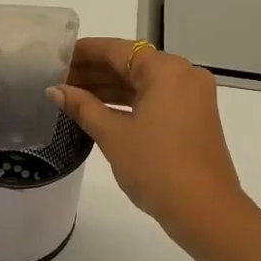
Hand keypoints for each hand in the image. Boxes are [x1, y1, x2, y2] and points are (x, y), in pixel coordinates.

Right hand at [49, 39, 249, 239]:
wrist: (205, 210)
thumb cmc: (156, 167)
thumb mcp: (113, 135)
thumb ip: (82, 107)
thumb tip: (55, 90)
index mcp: (166, 69)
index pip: (117, 50)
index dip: (84, 52)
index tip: (56, 57)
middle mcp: (184, 74)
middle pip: (131, 64)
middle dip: (95, 72)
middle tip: (58, 81)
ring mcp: (192, 96)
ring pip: (143, 83)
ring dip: (110, 89)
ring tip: (71, 96)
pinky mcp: (195, 117)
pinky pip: (156, 99)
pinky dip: (130, 103)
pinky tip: (100, 111)